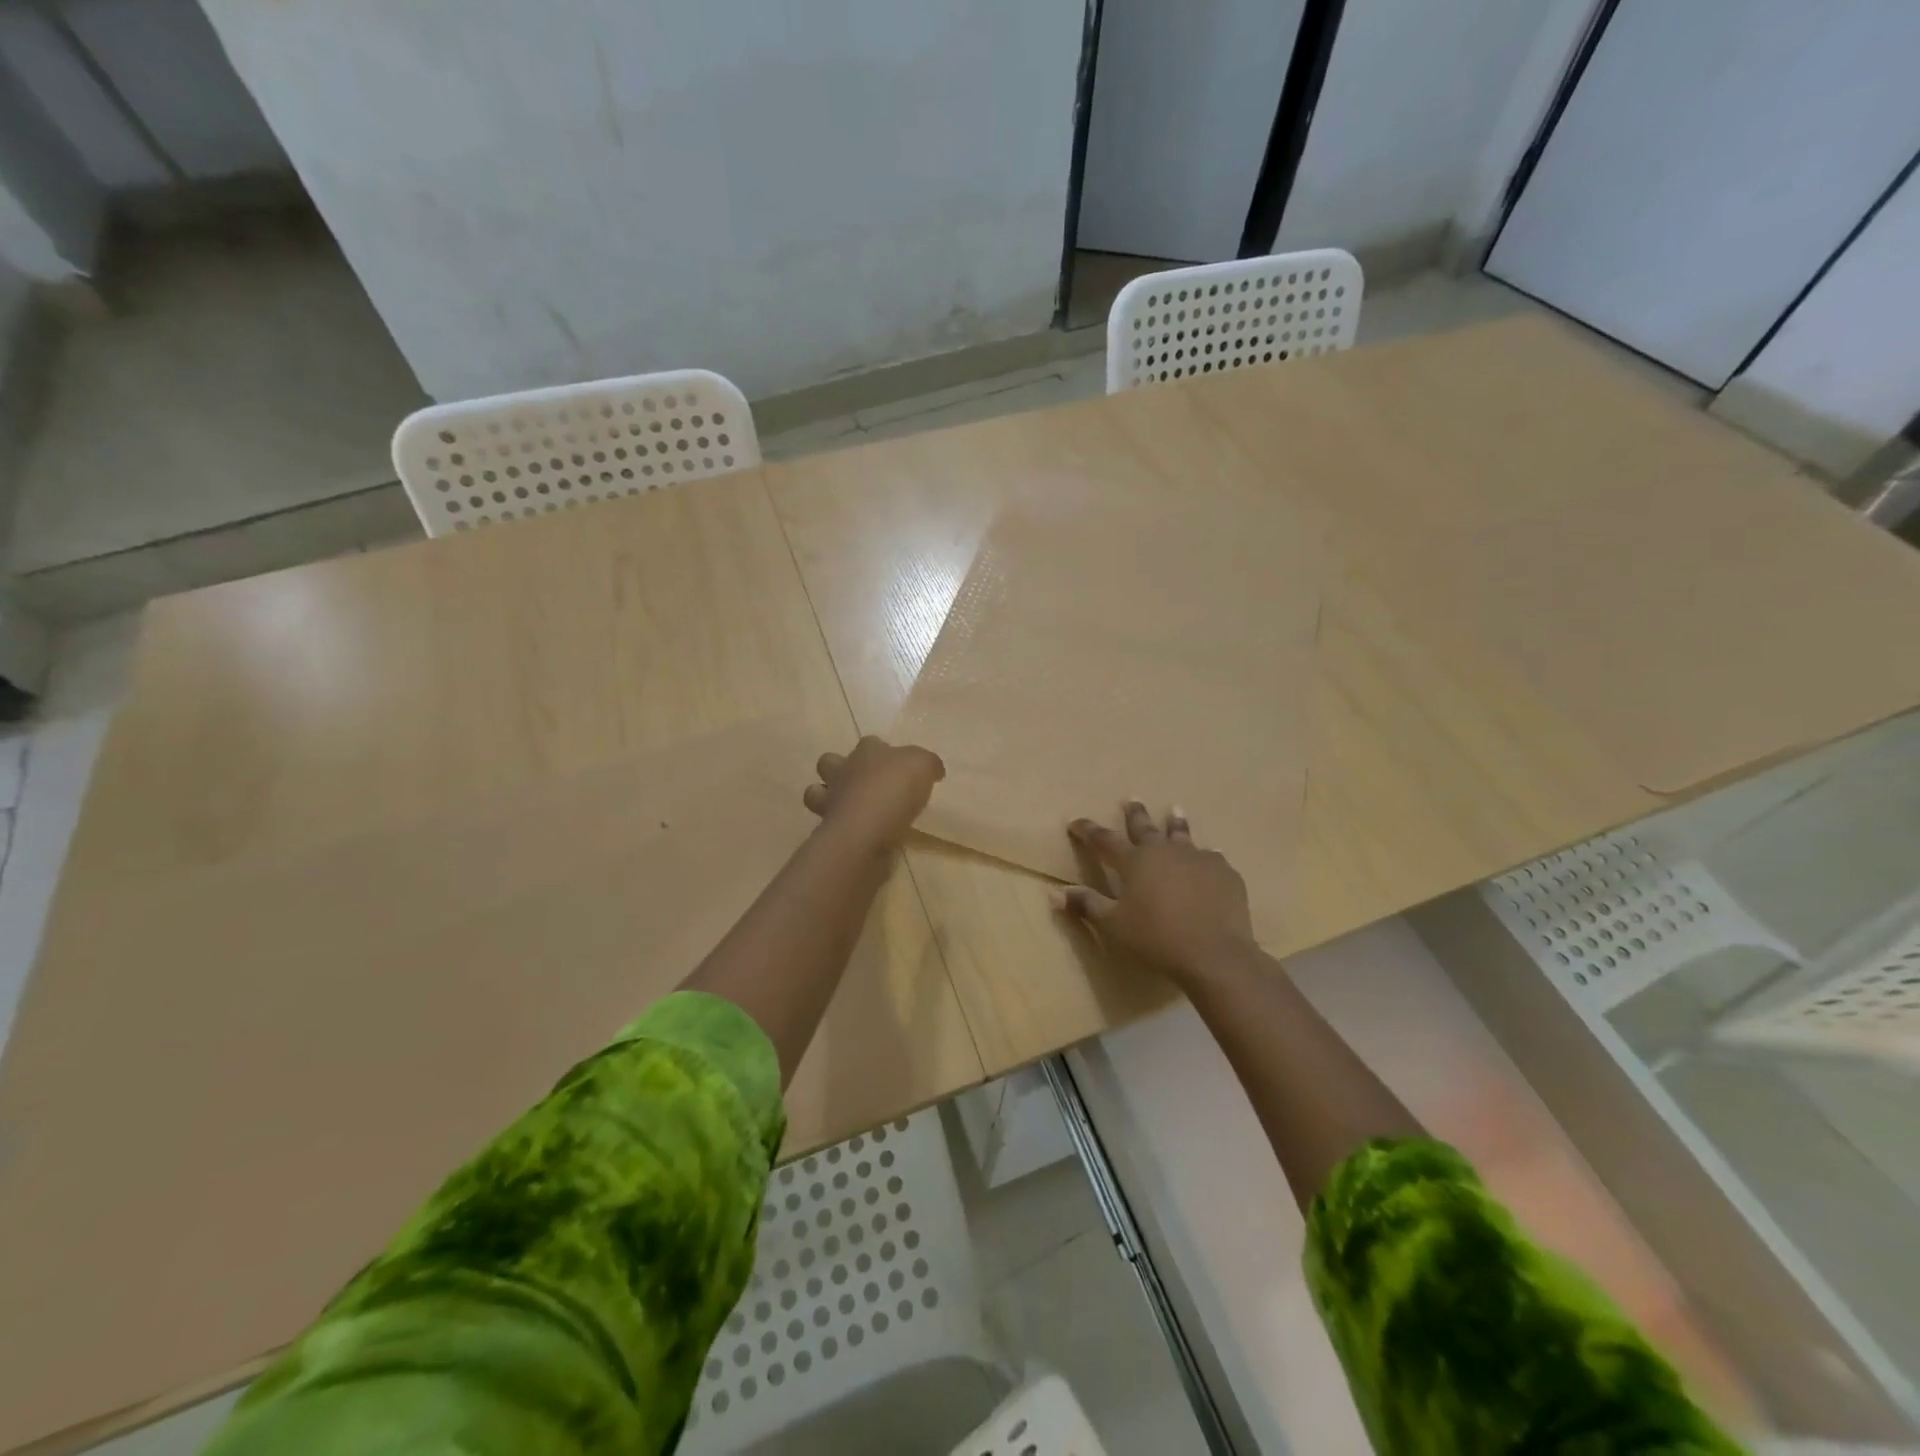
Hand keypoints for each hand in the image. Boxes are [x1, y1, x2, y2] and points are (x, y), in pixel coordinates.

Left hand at [803, 737, 944, 849]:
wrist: (866, 828)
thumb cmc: (895, 788)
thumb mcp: (924, 765)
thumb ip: (928, 764)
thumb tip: (933, 770)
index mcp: (867, 750)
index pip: (871, 742)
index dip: (882, 751)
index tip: (898, 767)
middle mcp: (843, 770)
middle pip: (830, 762)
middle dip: (841, 770)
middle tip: (865, 785)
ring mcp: (831, 799)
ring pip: (816, 792)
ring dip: (829, 797)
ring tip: (850, 808)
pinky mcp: (828, 827)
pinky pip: (827, 822)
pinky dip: (837, 824)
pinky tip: (855, 831)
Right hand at [1054, 803, 1256, 982]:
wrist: (1214, 953)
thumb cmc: (1156, 938)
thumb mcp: (1114, 925)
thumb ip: (1087, 905)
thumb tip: (1055, 893)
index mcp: (1134, 862)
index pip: (1104, 840)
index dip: (1088, 830)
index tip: (1076, 823)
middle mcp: (1164, 851)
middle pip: (1145, 827)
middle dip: (1135, 813)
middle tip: (1132, 799)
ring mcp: (1197, 858)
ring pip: (1182, 834)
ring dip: (1175, 823)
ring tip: (1175, 810)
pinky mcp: (1224, 872)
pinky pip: (1212, 858)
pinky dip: (1206, 856)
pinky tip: (1211, 857)